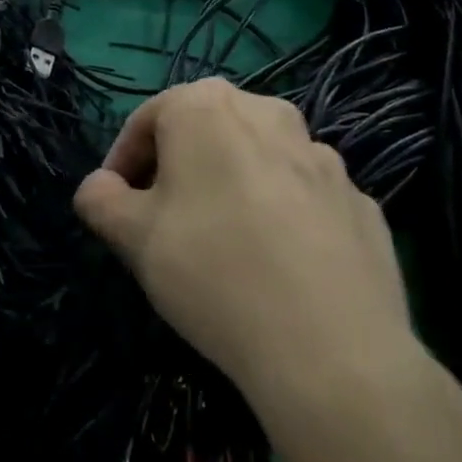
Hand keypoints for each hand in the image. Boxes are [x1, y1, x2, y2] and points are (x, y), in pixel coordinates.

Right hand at [73, 79, 423, 436]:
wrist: (334, 354)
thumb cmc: (213, 271)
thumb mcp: (132, 236)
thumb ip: (100, 198)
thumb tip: (99, 188)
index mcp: (206, 106)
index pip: (146, 121)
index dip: (123, 162)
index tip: (116, 205)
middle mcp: (267, 113)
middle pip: (205, 133)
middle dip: (178, 169)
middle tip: (163, 220)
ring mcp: (323, 158)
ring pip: (257, 162)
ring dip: (232, 188)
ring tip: (223, 246)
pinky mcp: (362, 204)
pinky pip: (303, 199)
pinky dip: (282, 217)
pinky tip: (276, 267)